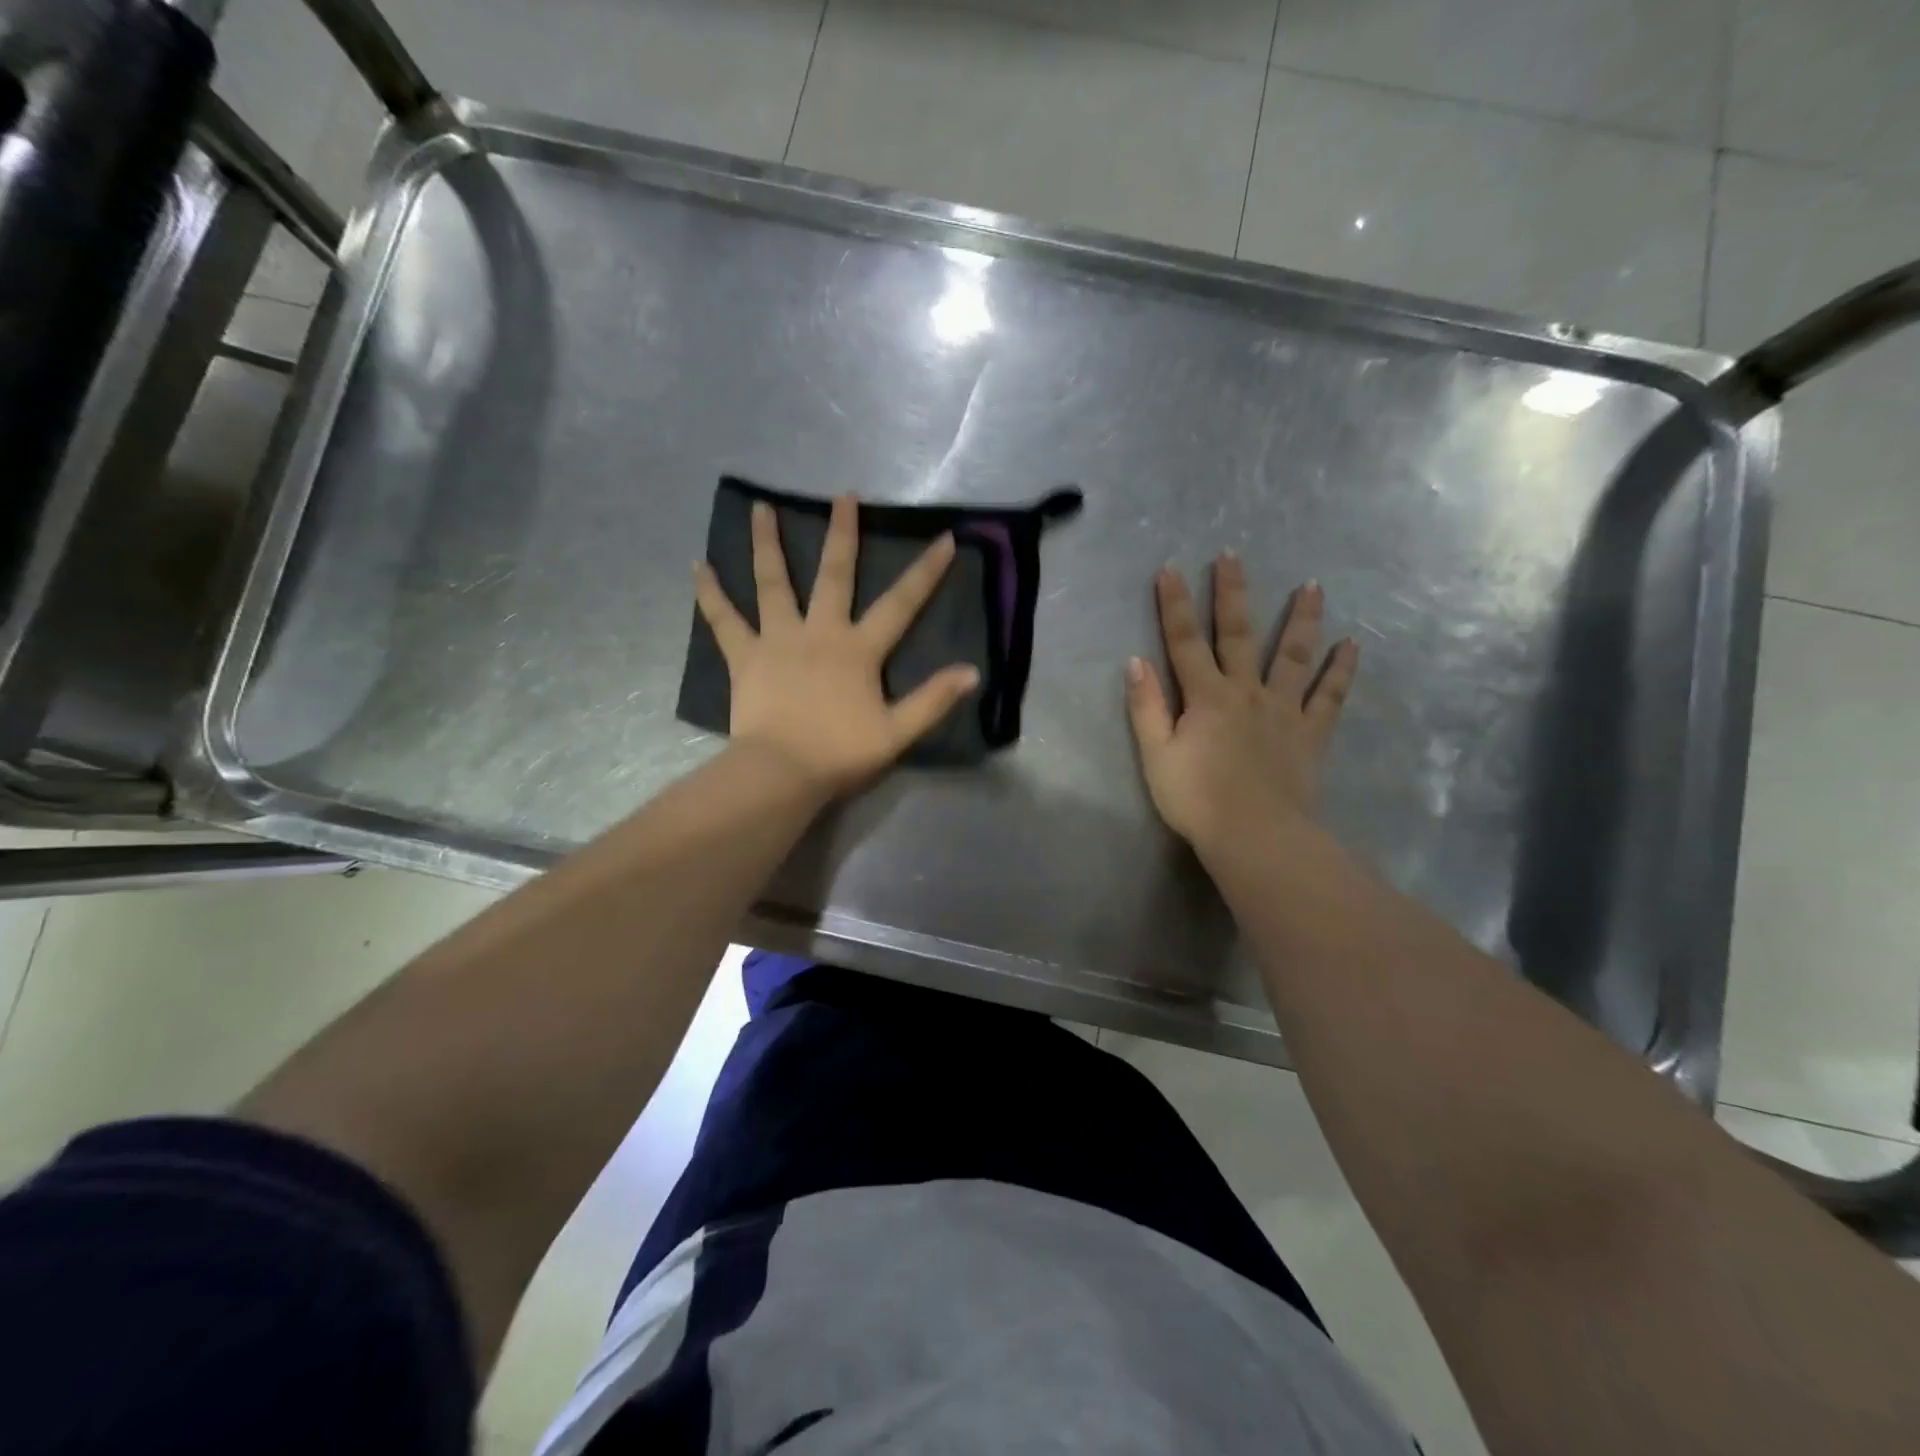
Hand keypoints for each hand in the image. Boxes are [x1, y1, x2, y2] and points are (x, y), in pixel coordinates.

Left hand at [693, 496, 980, 798]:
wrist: (781, 772)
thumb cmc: (840, 754)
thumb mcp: (897, 732)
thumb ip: (933, 700)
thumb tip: (972, 672)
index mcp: (858, 649)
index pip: (900, 604)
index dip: (926, 572)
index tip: (945, 538)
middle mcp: (819, 632)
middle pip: (833, 574)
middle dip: (842, 533)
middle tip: (843, 495)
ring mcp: (777, 640)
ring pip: (772, 583)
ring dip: (767, 544)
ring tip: (760, 508)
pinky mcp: (744, 657)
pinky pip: (723, 620)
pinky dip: (710, 594)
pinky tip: (697, 567)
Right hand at [1125, 554, 1358, 855]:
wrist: (1256, 835)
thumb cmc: (1198, 799)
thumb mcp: (1156, 756)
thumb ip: (1146, 707)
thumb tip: (1136, 661)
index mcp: (1206, 697)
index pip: (1184, 641)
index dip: (1173, 605)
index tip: (1170, 569)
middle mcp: (1246, 691)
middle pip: (1238, 634)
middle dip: (1232, 593)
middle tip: (1234, 556)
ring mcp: (1284, 709)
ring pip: (1293, 655)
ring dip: (1301, 619)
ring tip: (1312, 586)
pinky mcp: (1311, 733)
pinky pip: (1330, 696)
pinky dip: (1341, 670)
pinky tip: (1352, 645)